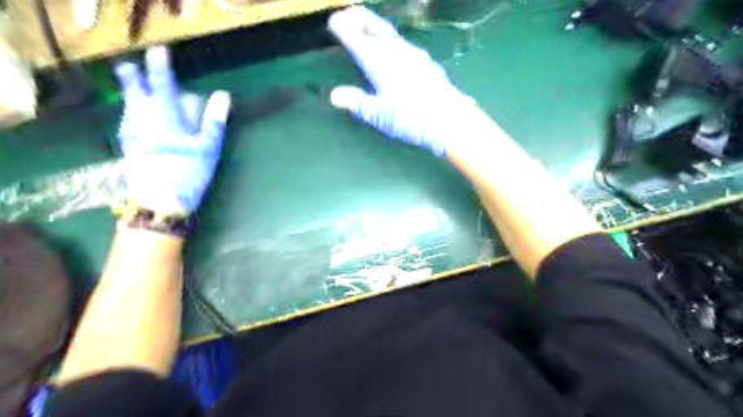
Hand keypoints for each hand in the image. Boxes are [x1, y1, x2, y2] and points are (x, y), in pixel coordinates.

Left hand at [113, 46, 227, 214]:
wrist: (158, 202)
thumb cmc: (187, 173)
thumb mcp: (208, 148)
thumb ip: (214, 120)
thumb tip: (223, 96)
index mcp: (165, 117)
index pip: (161, 83)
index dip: (160, 65)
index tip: (160, 51)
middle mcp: (142, 119)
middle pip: (134, 91)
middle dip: (133, 77)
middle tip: (131, 68)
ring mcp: (131, 133)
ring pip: (129, 106)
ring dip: (133, 95)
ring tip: (136, 90)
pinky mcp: (128, 147)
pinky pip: (128, 121)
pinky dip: (133, 113)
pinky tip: (137, 118)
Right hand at [326, 7, 491, 155]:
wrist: (450, 120)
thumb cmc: (412, 119)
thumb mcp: (380, 115)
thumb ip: (358, 102)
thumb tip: (334, 95)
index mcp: (380, 63)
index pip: (357, 40)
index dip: (344, 29)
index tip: (333, 22)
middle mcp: (397, 53)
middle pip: (376, 28)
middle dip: (360, 19)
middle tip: (348, 13)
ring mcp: (415, 56)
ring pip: (391, 35)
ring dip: (376, 28)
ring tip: (367, 29)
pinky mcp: (427, 63)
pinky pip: (404, 44)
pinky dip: (392, 41)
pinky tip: (394, 49)